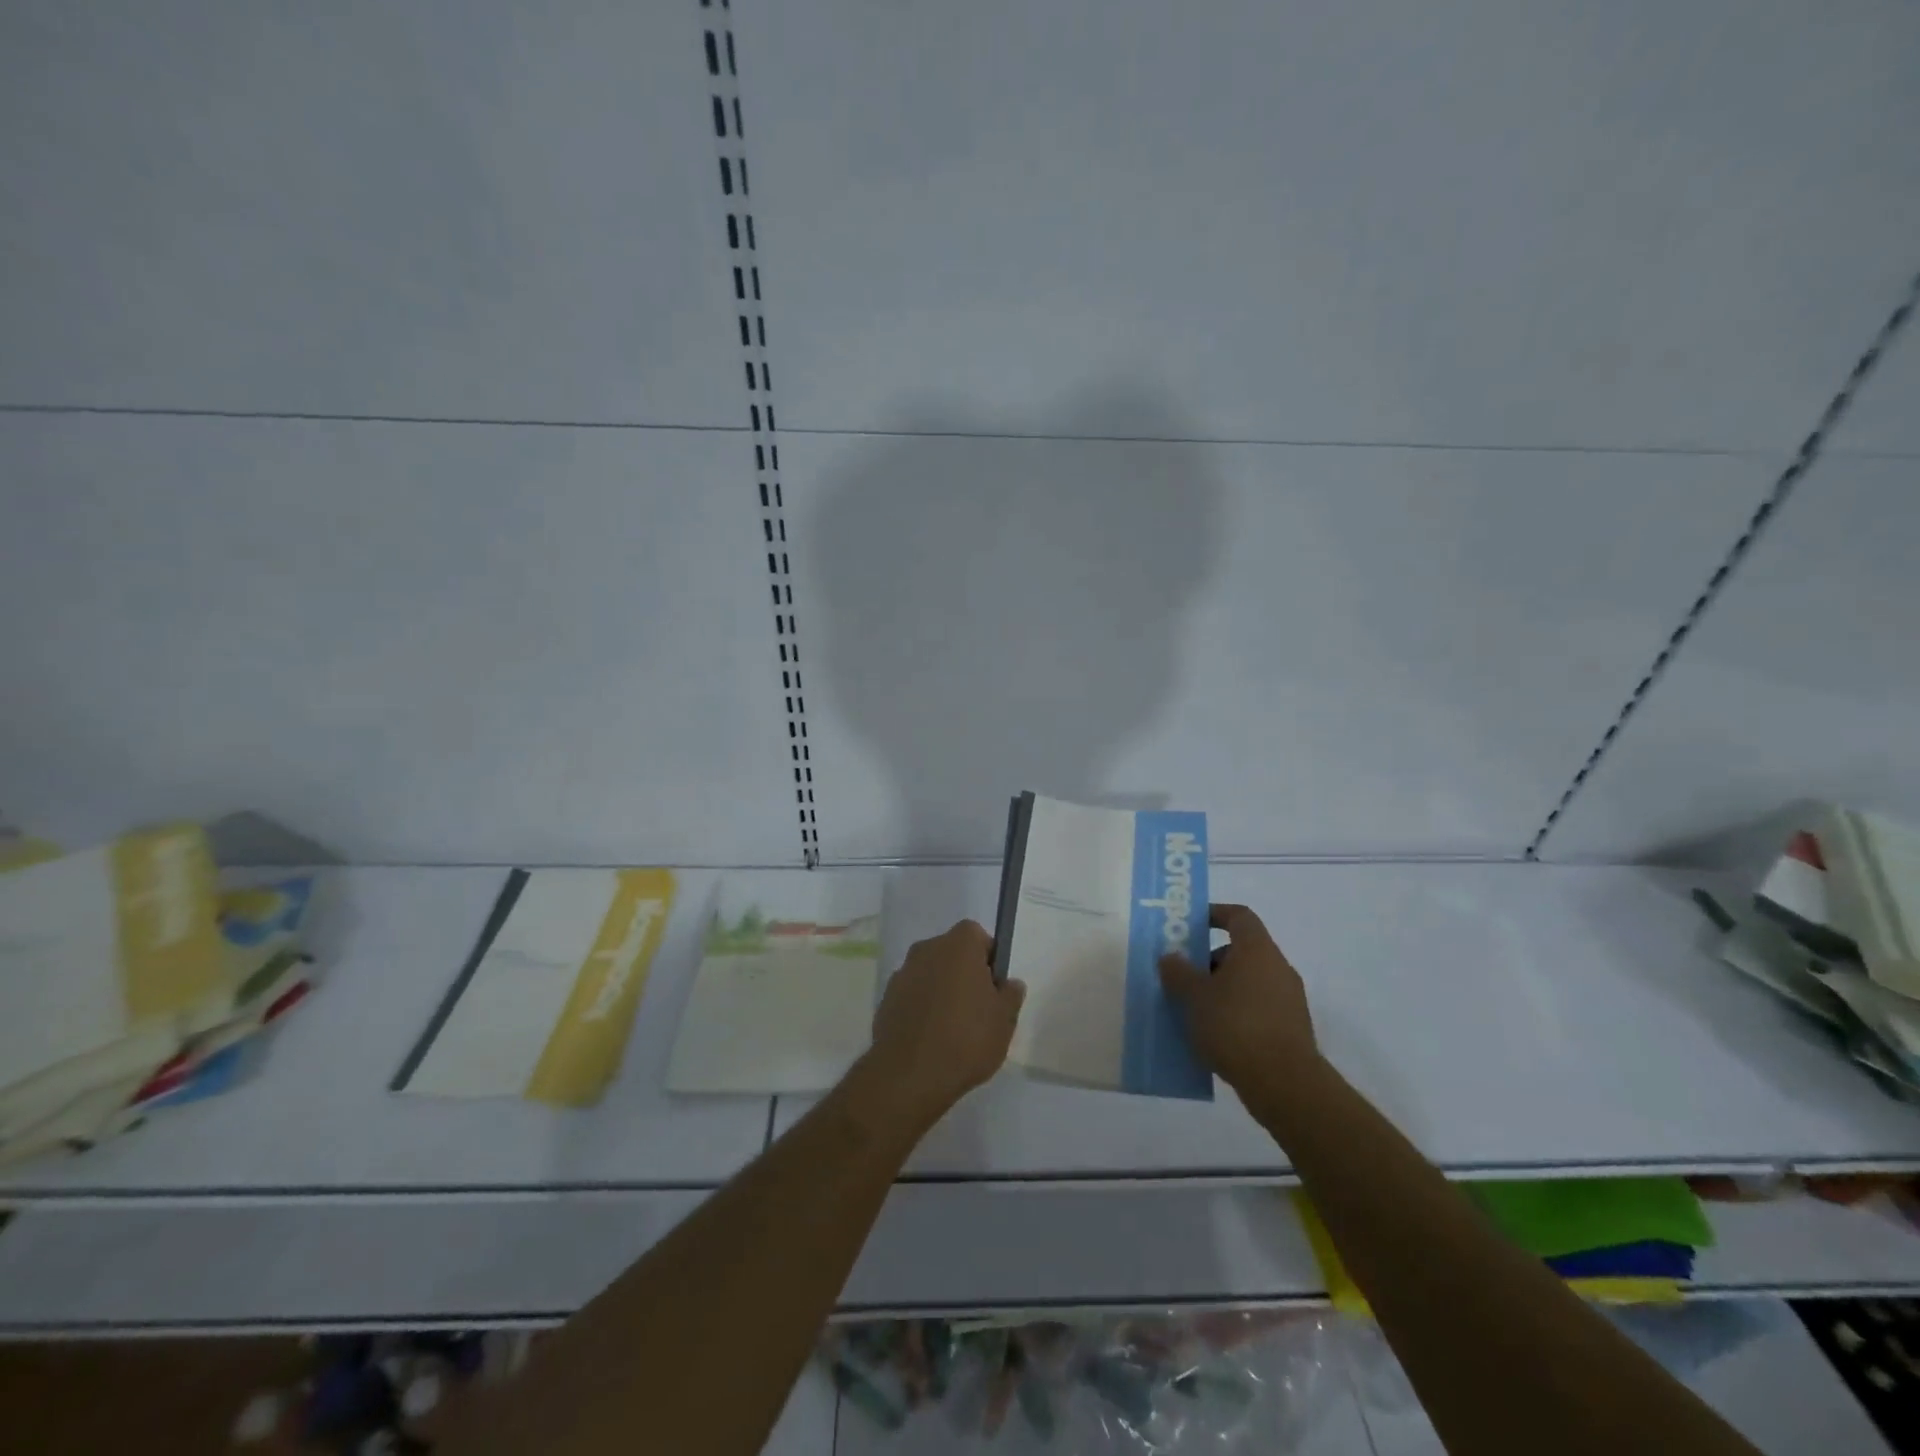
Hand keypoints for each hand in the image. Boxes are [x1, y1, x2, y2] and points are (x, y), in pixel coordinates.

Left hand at [866, 919, 1025, 1124]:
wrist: (909, 1074)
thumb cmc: (966, 1038)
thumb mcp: (1004, 1020)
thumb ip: (1010, 995)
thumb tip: (1009, 984)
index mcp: (958, 945)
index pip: (977, 936)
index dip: (988, 958)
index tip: (993, 987)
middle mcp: (927, 949)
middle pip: (952, 953)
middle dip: (964, 974)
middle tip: (978, 1009)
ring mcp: (902, 973)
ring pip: (931, 974)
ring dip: (941, 990)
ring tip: (953, 1029)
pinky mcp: (886, 998)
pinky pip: (912, 995)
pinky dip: (922, 1007)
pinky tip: (930, 1038)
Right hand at [1159, 904, 1317, 1103]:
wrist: (1285, 1084)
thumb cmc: (1235, 1026)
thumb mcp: (1195, 997)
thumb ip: (1178, 972)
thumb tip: (1170, 957)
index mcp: (1257, 950)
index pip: (1239, 916)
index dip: (1215, 914)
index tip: (1192, 925)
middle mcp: (1278, 968)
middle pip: (1242, 951)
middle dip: (1210, 960)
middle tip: (1184, 977)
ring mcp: (1289, 1000)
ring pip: (1249, 982)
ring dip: (1222, 989)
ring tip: (1194, 1011)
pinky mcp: (1292, 1029)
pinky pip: (1258, 1008)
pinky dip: (1236, 1013)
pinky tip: (1215, 1035)